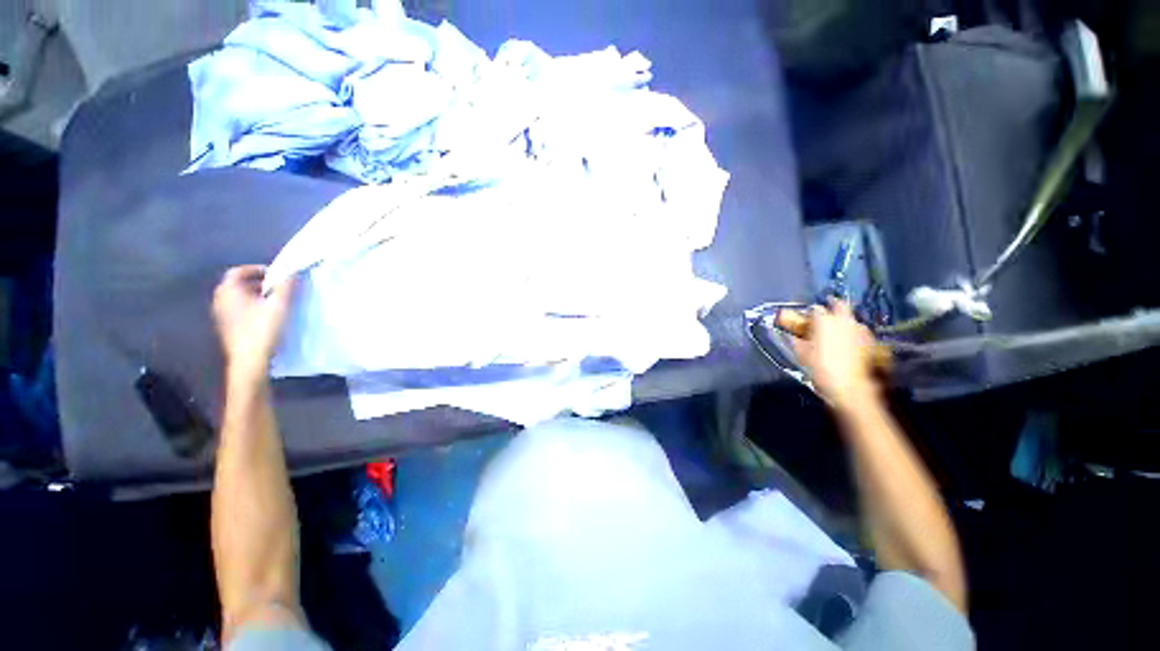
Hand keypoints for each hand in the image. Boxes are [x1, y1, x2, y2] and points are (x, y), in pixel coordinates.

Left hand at [212, 265, 296, 381]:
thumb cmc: (262, 328)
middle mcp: (220, 300)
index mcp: (229, 290)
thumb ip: (286, 286)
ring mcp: (221, 315)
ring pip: (239, 298)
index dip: (257, 269)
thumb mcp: (279, 304)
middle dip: (258, 283)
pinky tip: (266, 316)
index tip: (275, 274)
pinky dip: (251, 307)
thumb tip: (292, 271)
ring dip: (256, 295)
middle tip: (278, 287)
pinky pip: (238, 310)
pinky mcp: (227, 327)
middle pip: (238, 284)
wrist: (249, 359)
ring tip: (275, 302)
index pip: (238, 271)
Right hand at [793, 300, 879, 411]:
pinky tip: (848, 342)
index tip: (805, 318)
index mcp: (824, 320)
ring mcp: (860, 329)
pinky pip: (859, 331)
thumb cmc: (820, 368)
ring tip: (836, 329)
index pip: (815, 309)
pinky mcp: (871, 340)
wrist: (850, 387)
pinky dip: (853, 332)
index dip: (809, 313)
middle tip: (826, 310)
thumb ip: (797, 341)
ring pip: (851, 318)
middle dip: (832, 305)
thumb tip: (794, 336)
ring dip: (844, 320)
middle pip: (839, 305)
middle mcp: (844, 320)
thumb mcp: (802, 354)